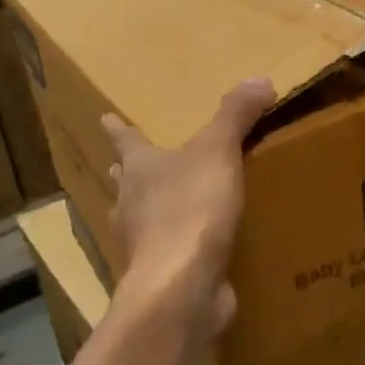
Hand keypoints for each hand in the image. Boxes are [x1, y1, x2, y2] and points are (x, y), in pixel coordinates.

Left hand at [101, 77, 275, 338]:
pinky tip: (194, 249)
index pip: (126, 140)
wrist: (181, 286)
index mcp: (140, 169)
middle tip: (125, 166)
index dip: (118, 128)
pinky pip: (166, 253)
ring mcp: (142, 244)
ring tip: (159, 206)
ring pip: (138, 219)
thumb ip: (236, 115)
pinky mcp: (161, 275)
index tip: (104, 118)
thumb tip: (259, 79)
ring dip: (146, 211)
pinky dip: (175, 247)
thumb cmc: (191, 209)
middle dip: (126, 173)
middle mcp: (132, 204)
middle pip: (125, 182)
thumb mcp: (218, 151)